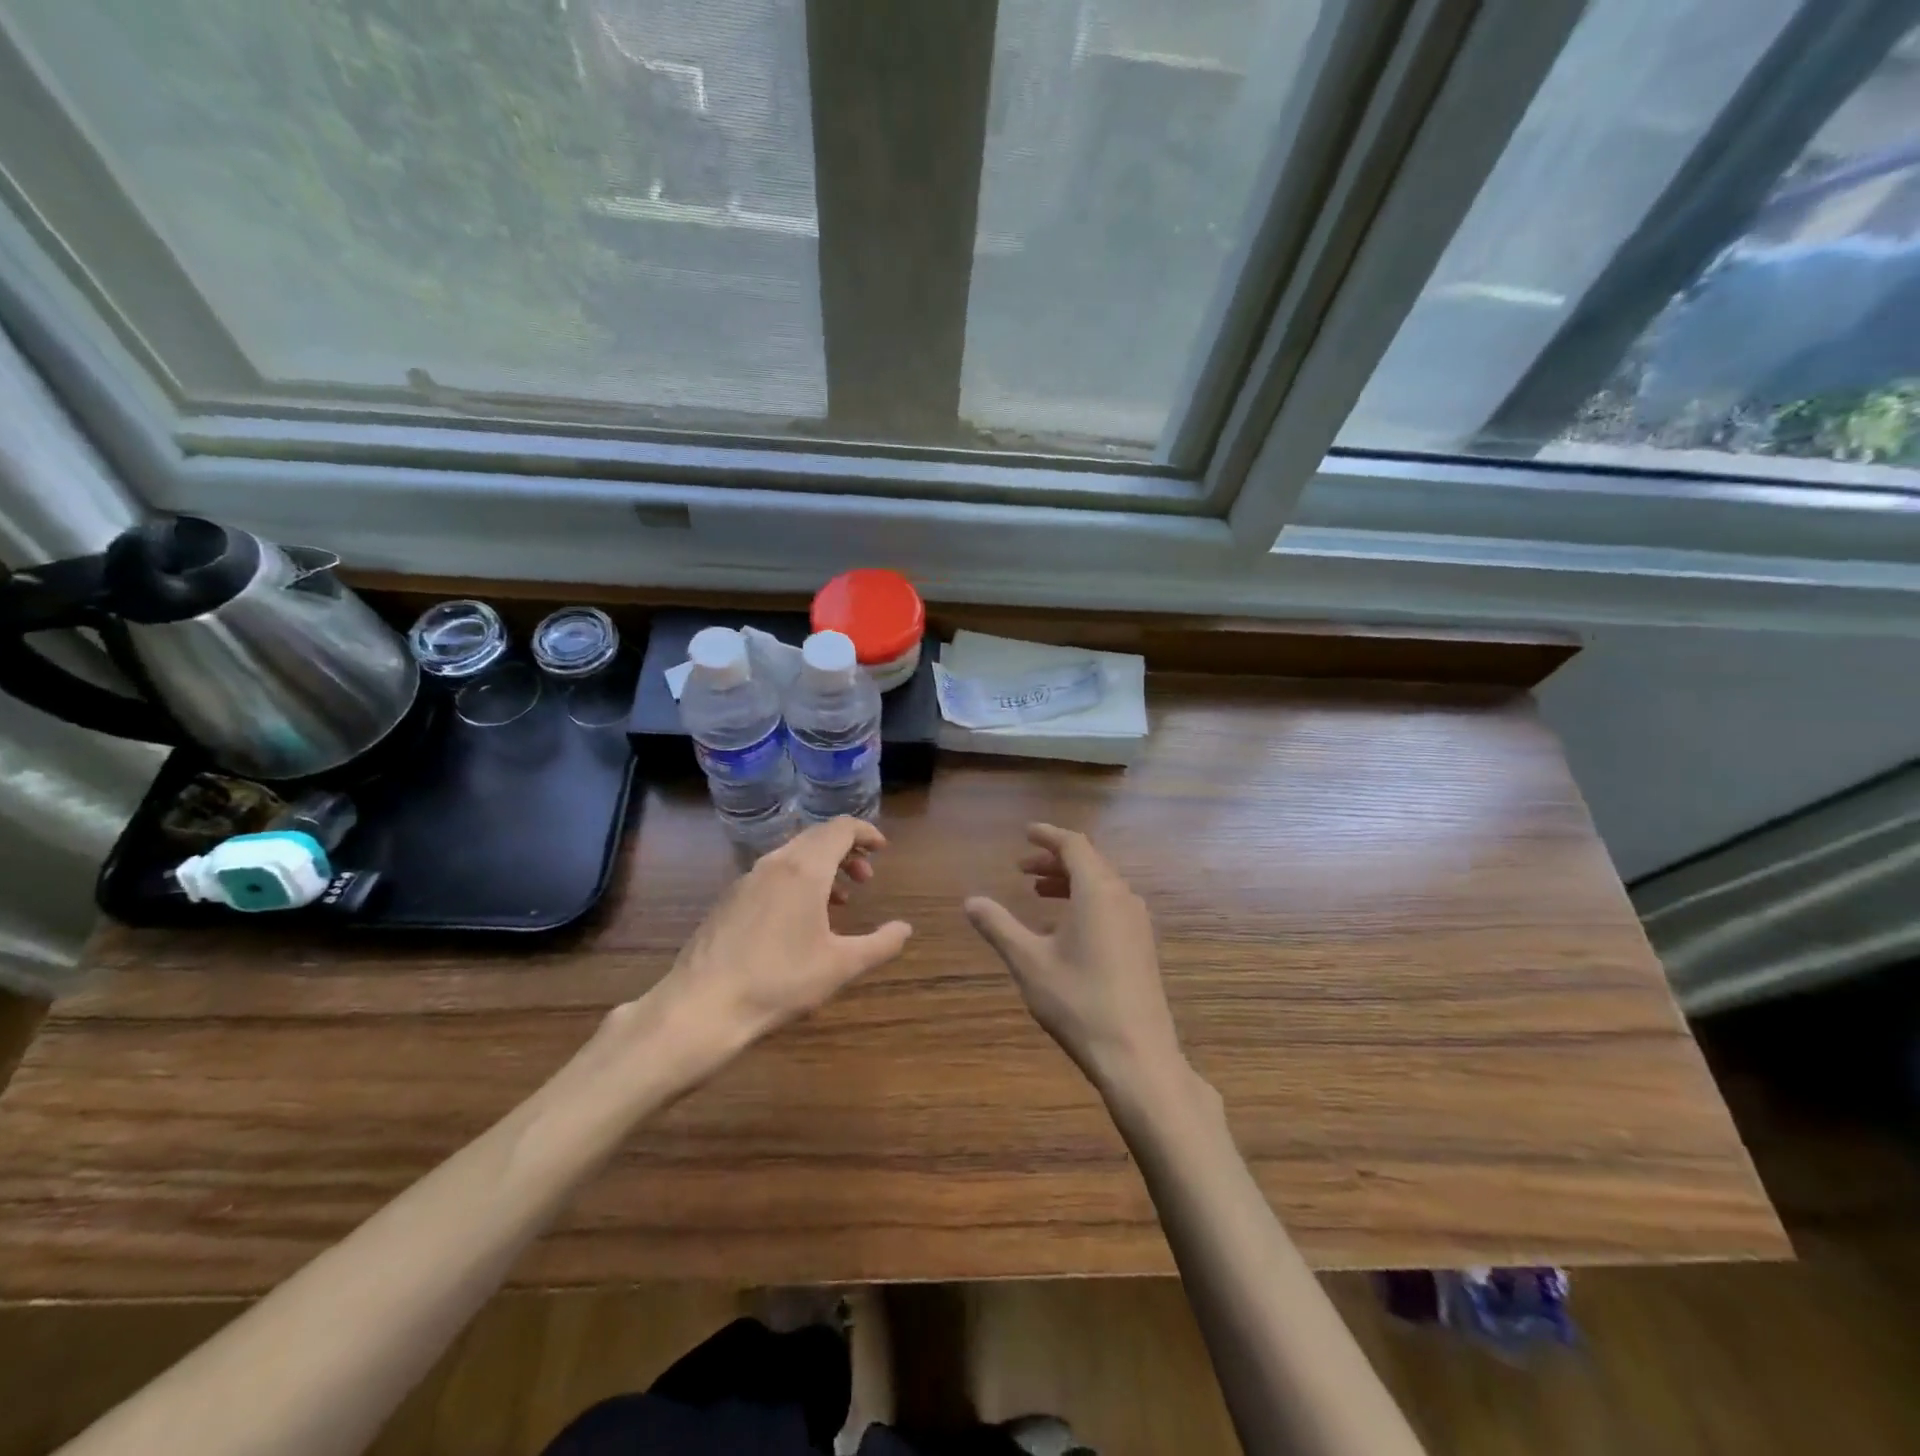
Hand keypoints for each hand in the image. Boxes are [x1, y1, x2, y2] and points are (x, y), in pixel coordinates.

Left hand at [637, 818, 912, 1075]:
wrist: (701, 1007)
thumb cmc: (778, 982)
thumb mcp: (840, 966)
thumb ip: (880, 944)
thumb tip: (904, 928)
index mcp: (804, 869)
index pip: (840, 828)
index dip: (865, 832)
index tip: (882, 850)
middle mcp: (774, 863)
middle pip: (816, 837)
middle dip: (846, 851)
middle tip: (866, 878)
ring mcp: (746, 879)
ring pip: (792, 856)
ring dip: (821, 868)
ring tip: (839, 902)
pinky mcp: (728, 899)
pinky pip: (771, 874)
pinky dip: (796, 881)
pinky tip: (798, 921)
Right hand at [964, 824, 1185, 1095]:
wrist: (1137, 1056)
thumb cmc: (1078, 1002)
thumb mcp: (1029, 962)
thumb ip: (999, 926)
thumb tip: (970, 901)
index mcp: (1098, 891)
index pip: (1074, 845)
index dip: (1048, 836)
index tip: (1025, 833)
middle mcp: (1123, 898)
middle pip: (1089, 862)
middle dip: (1054, 860)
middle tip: (1021, 868)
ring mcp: (1138, 924)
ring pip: (1101, 886)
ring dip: (1069, 882)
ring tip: (1038, 892)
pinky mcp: (1142, 947)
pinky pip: (1111, 907)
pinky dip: (1084, 902)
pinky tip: (1062, 929)